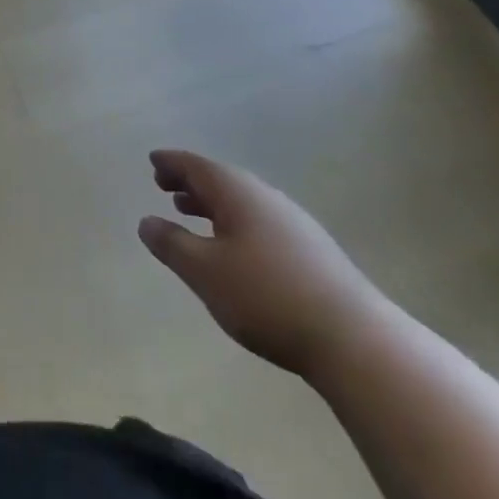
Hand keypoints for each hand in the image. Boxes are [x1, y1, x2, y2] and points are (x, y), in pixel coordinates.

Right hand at [139, 150, 391, 380]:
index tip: (153, 161)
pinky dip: (234, 221)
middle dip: (190, 181)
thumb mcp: (205, 272)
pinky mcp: (311, 249)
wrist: (352, 337)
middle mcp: (265, 197)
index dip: (171, 163)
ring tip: (191, 212)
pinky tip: (234, 246)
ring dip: (212, 203)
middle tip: (164, 186)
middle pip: (220, 179)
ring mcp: (292, 222)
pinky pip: (259, 220)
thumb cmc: (265, 296)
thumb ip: (172, 244)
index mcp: (237, 192)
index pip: (196, 166)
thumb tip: (146, 221)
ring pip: (242, 201)